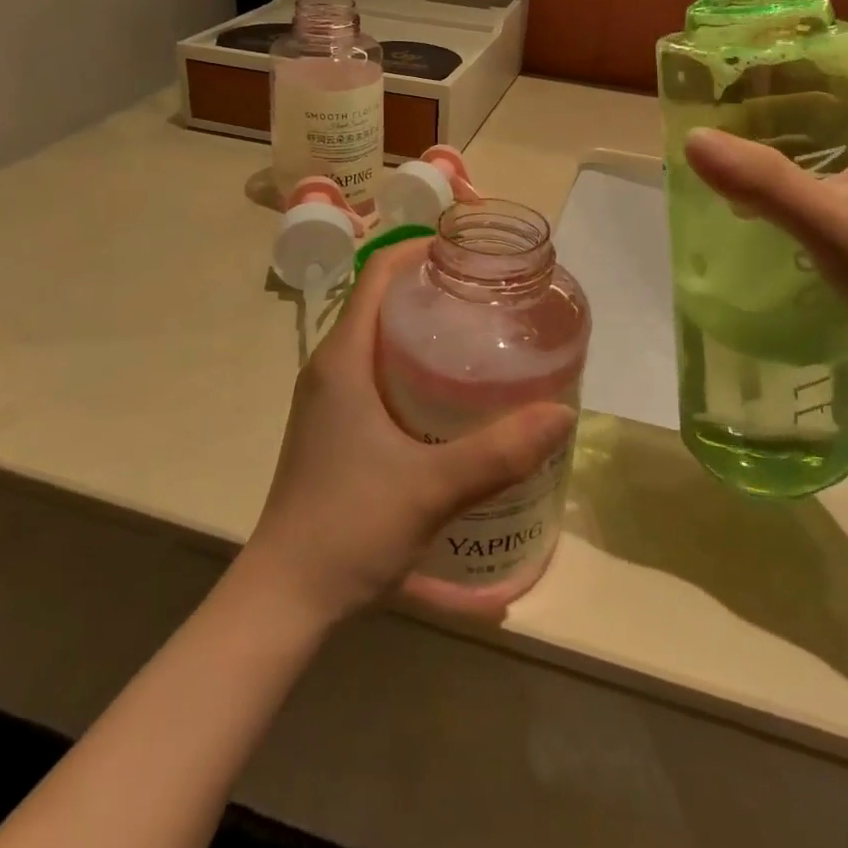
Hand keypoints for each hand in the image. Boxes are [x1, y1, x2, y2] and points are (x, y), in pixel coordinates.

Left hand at [242, 243, 576, 626]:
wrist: (285, 599)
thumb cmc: (349, 528)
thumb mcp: (432, 487)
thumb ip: (499, 451)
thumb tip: (562, 413)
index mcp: (343, 357)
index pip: (379, 271)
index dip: (423, 249)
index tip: (473, 253)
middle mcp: (331, 366)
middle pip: (384, 299)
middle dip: (435, 287)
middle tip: (492, 296)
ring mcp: (329, 398)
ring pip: (381, 337)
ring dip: (425, 327)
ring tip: (482, 336)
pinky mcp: (335, 426)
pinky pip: (378, 371)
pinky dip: (414, 364)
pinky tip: (453, 395)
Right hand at [683, 67, 847, 389]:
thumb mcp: (834, 223)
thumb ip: (763, 180)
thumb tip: (692, 139)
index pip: (839, 65)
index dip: (784, 60)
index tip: (725, 69)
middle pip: (826, 106)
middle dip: (768, 108)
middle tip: (708, 116)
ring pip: (826, 151)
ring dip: (777, 152)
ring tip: (720, 156)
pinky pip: (831, 188)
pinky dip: (793, 189)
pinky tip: (755, 207)